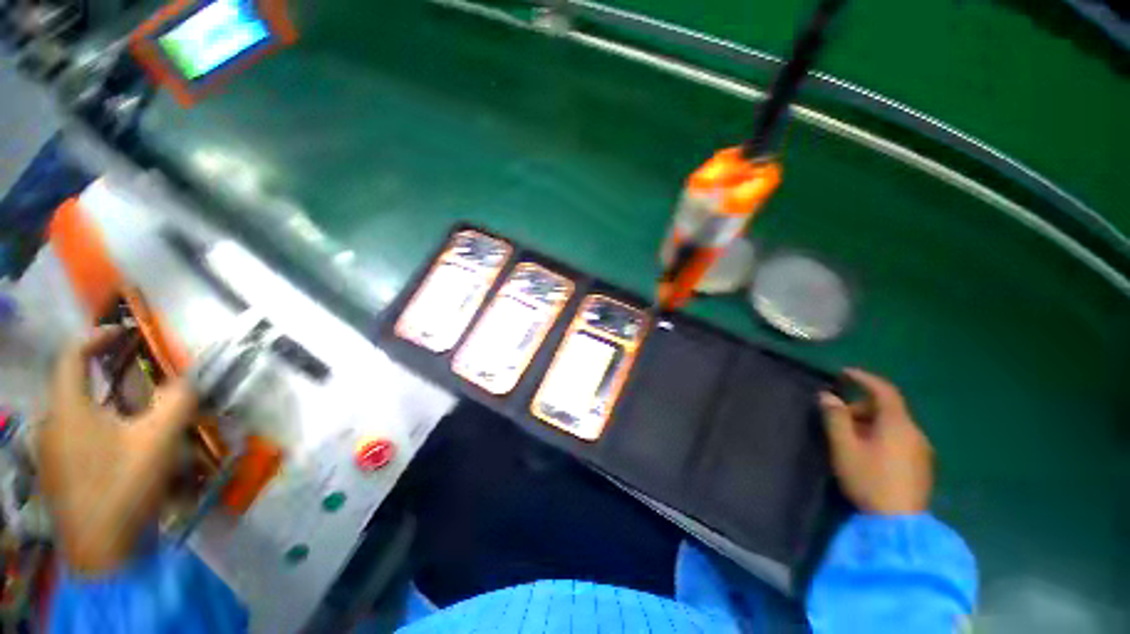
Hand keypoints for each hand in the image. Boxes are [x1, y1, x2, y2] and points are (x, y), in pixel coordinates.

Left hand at [38, 328, 197, 574]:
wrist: (102, 552)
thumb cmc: (124, 487)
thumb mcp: (159, 441)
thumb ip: (176, 402)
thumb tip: (189, 379)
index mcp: (68, 409)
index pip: (71, 356)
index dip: (95, 338)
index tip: (122, 333)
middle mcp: (50, 424)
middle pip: (72, 386)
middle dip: (103, 376)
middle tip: (135, 379)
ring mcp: (48, 452)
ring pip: (73, 414)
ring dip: (101, 405)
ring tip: (132, 417)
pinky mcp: (55, 473)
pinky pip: (72, 437)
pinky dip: (94, 429)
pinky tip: (117, 449)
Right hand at [818, 368, 932, 515]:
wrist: (899, 524)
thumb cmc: (869, 479)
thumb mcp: (844, 447)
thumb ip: (835, 418)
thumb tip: (827, 396)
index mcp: (898, 424)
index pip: (884, 391)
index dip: (864, 378)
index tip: (844, 373)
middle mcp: (914, 432)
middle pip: (887, 409)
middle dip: (860, 406)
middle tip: (837, 416)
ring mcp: (921, 451)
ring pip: (893, 425)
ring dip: (869, 423)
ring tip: (848, 437)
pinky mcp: (921, 466)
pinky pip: (899, 439)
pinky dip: (880, 435)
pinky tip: (867, 453)